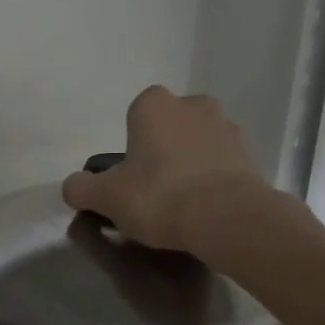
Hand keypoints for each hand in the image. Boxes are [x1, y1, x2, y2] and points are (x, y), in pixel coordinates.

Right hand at [62, 86, 281, 253]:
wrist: (229, 219)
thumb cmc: (160, 197)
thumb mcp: (106, 197)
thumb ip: (81, 188)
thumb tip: (74, 186)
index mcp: (154, 105)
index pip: (134, 116)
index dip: (129, 149)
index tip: (128, 179)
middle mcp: (193, 105)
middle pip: (167, 129)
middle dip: (159, 152)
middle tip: (151, 192)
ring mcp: (226, 128)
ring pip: (195, 144)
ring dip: (187, 165)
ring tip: (179, 206)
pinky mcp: (249, 155)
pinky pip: (219, 164)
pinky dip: (210, 180)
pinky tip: (203, 210)